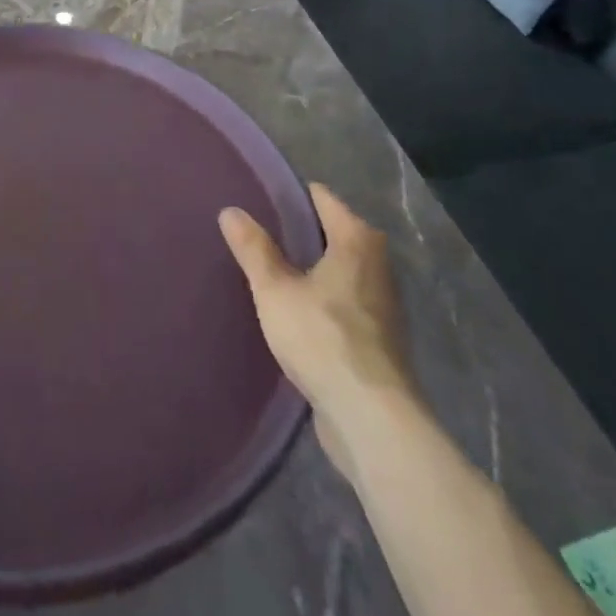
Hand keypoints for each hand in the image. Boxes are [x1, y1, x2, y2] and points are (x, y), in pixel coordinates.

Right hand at [220, 184, 416, 470]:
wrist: (372, 420)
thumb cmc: (322, 338)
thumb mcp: (274, 289)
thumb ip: (253, 248)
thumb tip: (231, 211)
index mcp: (357, 241)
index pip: (322, 198)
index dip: (291, 196)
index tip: (260, 199)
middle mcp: (377, 265)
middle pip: (335, 233)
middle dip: (302, 233)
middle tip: (262, 234)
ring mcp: (384, 305)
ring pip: (342, 271)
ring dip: (314, 270)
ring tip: (274, 271)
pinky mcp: (381, 341)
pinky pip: (346, 303)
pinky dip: (325, 300)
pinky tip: (298, 313)